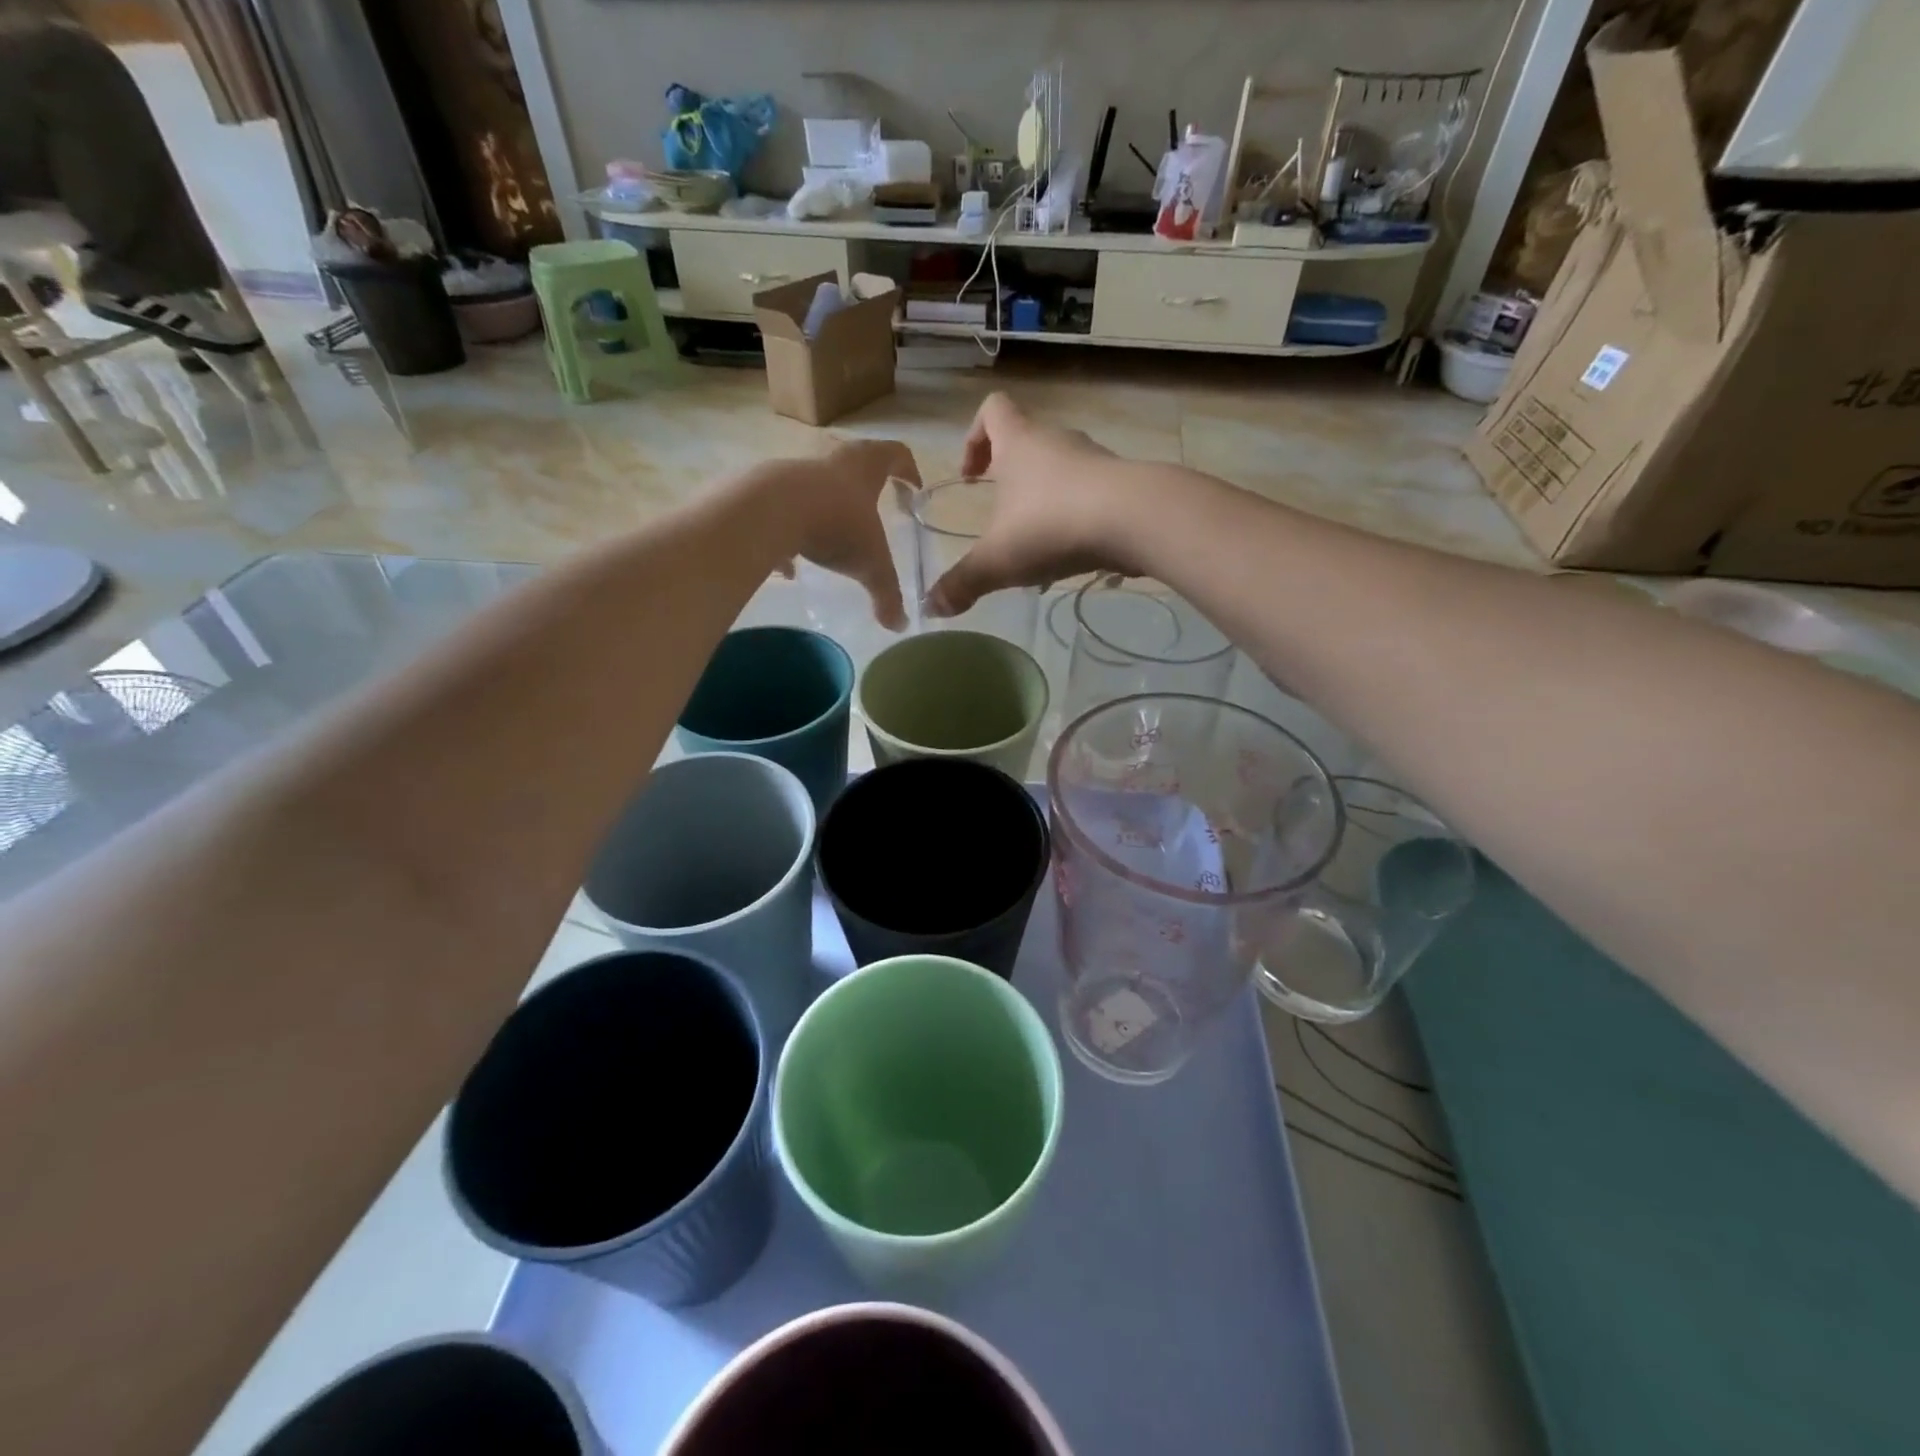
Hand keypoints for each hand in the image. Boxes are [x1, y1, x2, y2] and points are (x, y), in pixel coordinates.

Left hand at [769, 437, 918, 630]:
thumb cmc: (834, 527)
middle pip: (855, 461)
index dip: (909, 470)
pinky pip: (782, 511)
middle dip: (867, 484)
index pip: (895, 454)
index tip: (914, 490)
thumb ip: (887, 595)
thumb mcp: (870, 566)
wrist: (768, 512)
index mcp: (864, 468)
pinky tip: (789, 564)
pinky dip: (790, 532)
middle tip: (875, 507)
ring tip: (829, 543)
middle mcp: (830, 462)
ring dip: (826, 509)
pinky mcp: (763, 491)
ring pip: (816, 486)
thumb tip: (899, 626)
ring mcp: (794, 473)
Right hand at [927, 394, 1135, 617]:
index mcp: (1020, 443)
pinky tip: (1074, 555)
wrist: (1137, 519)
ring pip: (1061, 471)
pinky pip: (1091, 495)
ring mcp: (1096, 461)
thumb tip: (931, 608)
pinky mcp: (1124, 485)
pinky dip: (1077, 518)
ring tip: (1038, 546)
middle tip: (1001, 517)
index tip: (971, 476)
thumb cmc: (1053, 525)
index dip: (974, 437)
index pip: (992, 411)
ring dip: (1044, 500)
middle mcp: (1058, 442)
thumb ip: (962, 583)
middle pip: (1027, 442)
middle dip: (1010, 476)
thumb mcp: (997, 561)